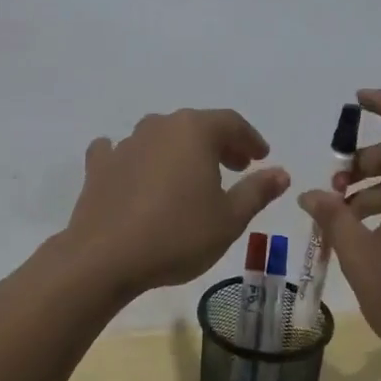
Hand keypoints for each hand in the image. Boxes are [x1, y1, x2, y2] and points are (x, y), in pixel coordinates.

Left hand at [64, 108, 289, 296]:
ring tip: (191, 177)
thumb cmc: (178, 235)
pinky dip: (136, 159)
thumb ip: (257, 191)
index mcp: (194, 131)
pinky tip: (136, 172)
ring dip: (180, 152)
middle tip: (235, 167)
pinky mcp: (99, 167)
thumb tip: (281, 173)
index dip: (250, 139)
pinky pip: (121, 153)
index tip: (261, 157)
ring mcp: (125, 144)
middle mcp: (159, 126)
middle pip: (195, 127)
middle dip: (219, 144)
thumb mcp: (229, 219)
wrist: (105, 258)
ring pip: (160, 138)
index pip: (231, 123)